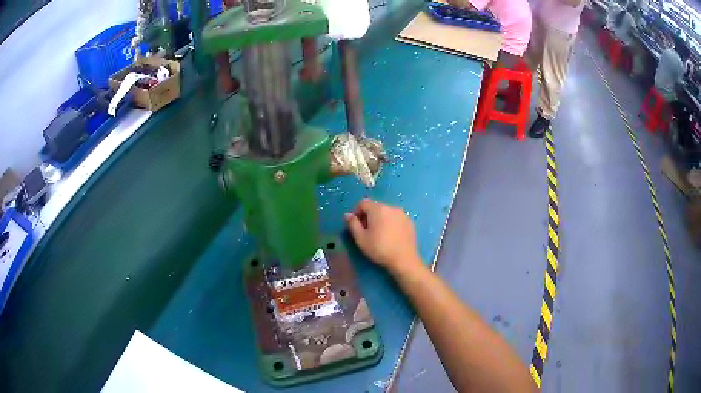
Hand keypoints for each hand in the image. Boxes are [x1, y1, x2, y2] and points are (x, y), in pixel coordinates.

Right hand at [345, 199, 420, 272]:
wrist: (404, 259)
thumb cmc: (380, 248)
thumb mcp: (361, 238)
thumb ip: (352, 224)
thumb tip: (347, 215)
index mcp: (378, 208)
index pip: (362, 202)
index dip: (356, 212)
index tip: (355, 225)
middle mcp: (391, 207)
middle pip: (375, 206)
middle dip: (367, 215)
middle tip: (365, 231)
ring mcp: (402, 214)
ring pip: (386, 212)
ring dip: (379, 219)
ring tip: (378, 234)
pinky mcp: (410, 222)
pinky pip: (395, 218)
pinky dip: (390, 223)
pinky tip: (390, 236)